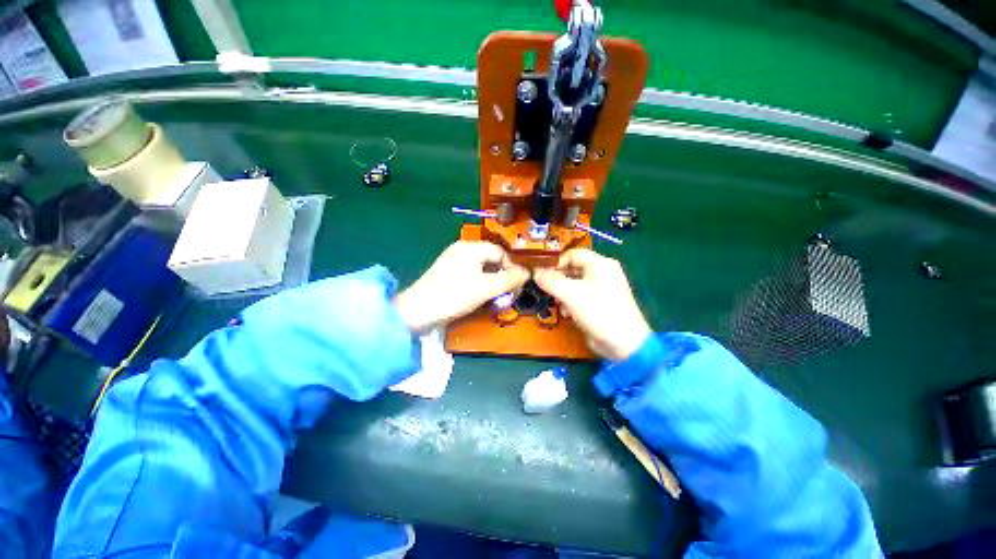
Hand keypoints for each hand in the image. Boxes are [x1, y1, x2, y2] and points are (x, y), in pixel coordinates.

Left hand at [395, 241, 530, 334]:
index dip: (512, 267)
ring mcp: (452, 259)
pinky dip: (478, 281)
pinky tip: (478, 294)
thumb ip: (509, 279)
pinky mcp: (446, 271)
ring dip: (491, 279)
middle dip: (501, 274)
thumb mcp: (487, 288)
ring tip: (494, 295)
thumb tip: (527, 273)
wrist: (419, 310)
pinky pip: (469, 272)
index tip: (517, 284)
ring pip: (480, 266)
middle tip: (506, 291)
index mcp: (471, 247)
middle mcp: (461, 248)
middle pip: (490, 258)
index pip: (500, 252)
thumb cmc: (455, 295)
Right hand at [534, 249, 650, 361]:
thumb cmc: (598, 311)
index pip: (572, 254)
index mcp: (600, 264)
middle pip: (573, 269)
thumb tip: (535, 272)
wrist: (623, 343)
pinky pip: (580, 297)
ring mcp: (602, 289)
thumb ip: (550, 281)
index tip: (543, 276)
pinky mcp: (600, 304)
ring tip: (559, 305)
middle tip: (548, 291)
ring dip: (563, 294)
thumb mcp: (570, 293)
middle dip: (558, 281)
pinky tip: (567, 314)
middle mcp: (602, 273)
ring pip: (574, 284)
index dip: (556, 263)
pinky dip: (571, 303)